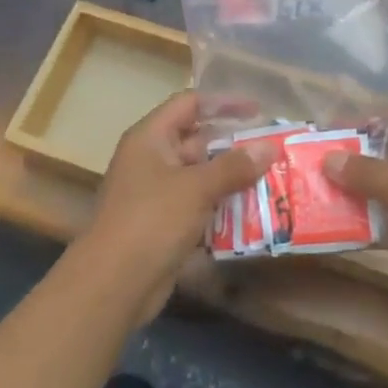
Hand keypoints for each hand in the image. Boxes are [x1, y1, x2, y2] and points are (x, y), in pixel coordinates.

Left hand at [82, 92, 277, 317]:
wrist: (113, 284)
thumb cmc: (151, 220)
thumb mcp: (197, 187)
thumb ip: (234, 166)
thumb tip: (269, 147)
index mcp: (151, 138)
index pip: (189, 104)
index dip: (223, 102)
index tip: (258, 111)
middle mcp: (153, 160)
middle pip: (199, 141)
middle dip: (236, 145)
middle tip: (273, 149)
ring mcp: (158, 194)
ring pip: (203, 176)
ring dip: (234, 179)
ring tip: (273, 179)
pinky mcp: (166, 225)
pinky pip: (201, 206)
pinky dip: (224, 207)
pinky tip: (255, 213)